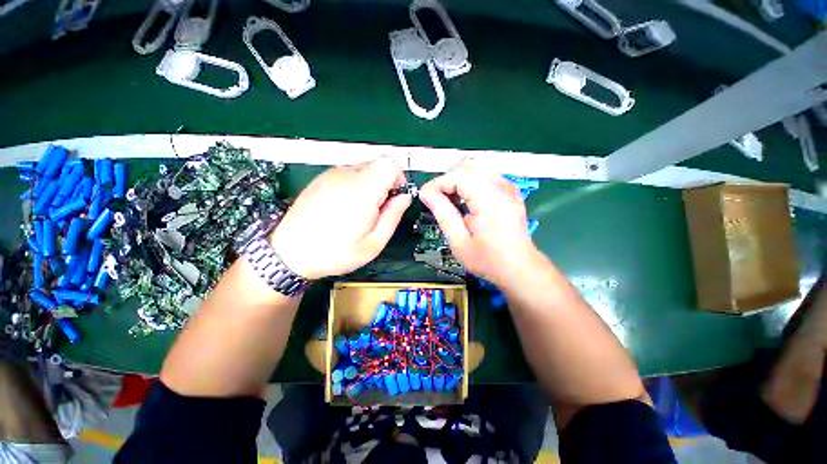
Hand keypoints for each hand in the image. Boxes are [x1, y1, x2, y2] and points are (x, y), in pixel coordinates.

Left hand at [270, 158, 411, 279]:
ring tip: (359, 212)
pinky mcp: (321, 179)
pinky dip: (355, 186)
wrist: (288, 253)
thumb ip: (393, 216)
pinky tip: (344, 208)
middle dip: (385, 184)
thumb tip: (405, 197)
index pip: (390, 164)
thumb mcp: (373, 243)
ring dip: (370, 186)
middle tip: (377, 211)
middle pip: (378, 165)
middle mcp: (346, 175)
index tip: (394, 199)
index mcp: (362, 190)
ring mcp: (330, 175)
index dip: (399, 179)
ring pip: (363, 169)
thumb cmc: (335, 253)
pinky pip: (348, 174)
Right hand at [418, 160, 540, 289]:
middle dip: (447, 179)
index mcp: (489, 198)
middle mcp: (501, 185)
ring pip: (476, 167)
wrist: (519, 267)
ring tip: (449, 199)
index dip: (437, 183)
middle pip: (466, 166)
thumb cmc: (488, 259)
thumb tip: (425, 193)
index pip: (457, 175)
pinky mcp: (509, 189)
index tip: (424, 197)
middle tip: (437, 199)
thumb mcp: (458, 241)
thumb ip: (442, 213)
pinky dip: (470, 181)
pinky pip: (485, 174)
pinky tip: (465, 199)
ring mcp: (508, 185)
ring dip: (457, 179)